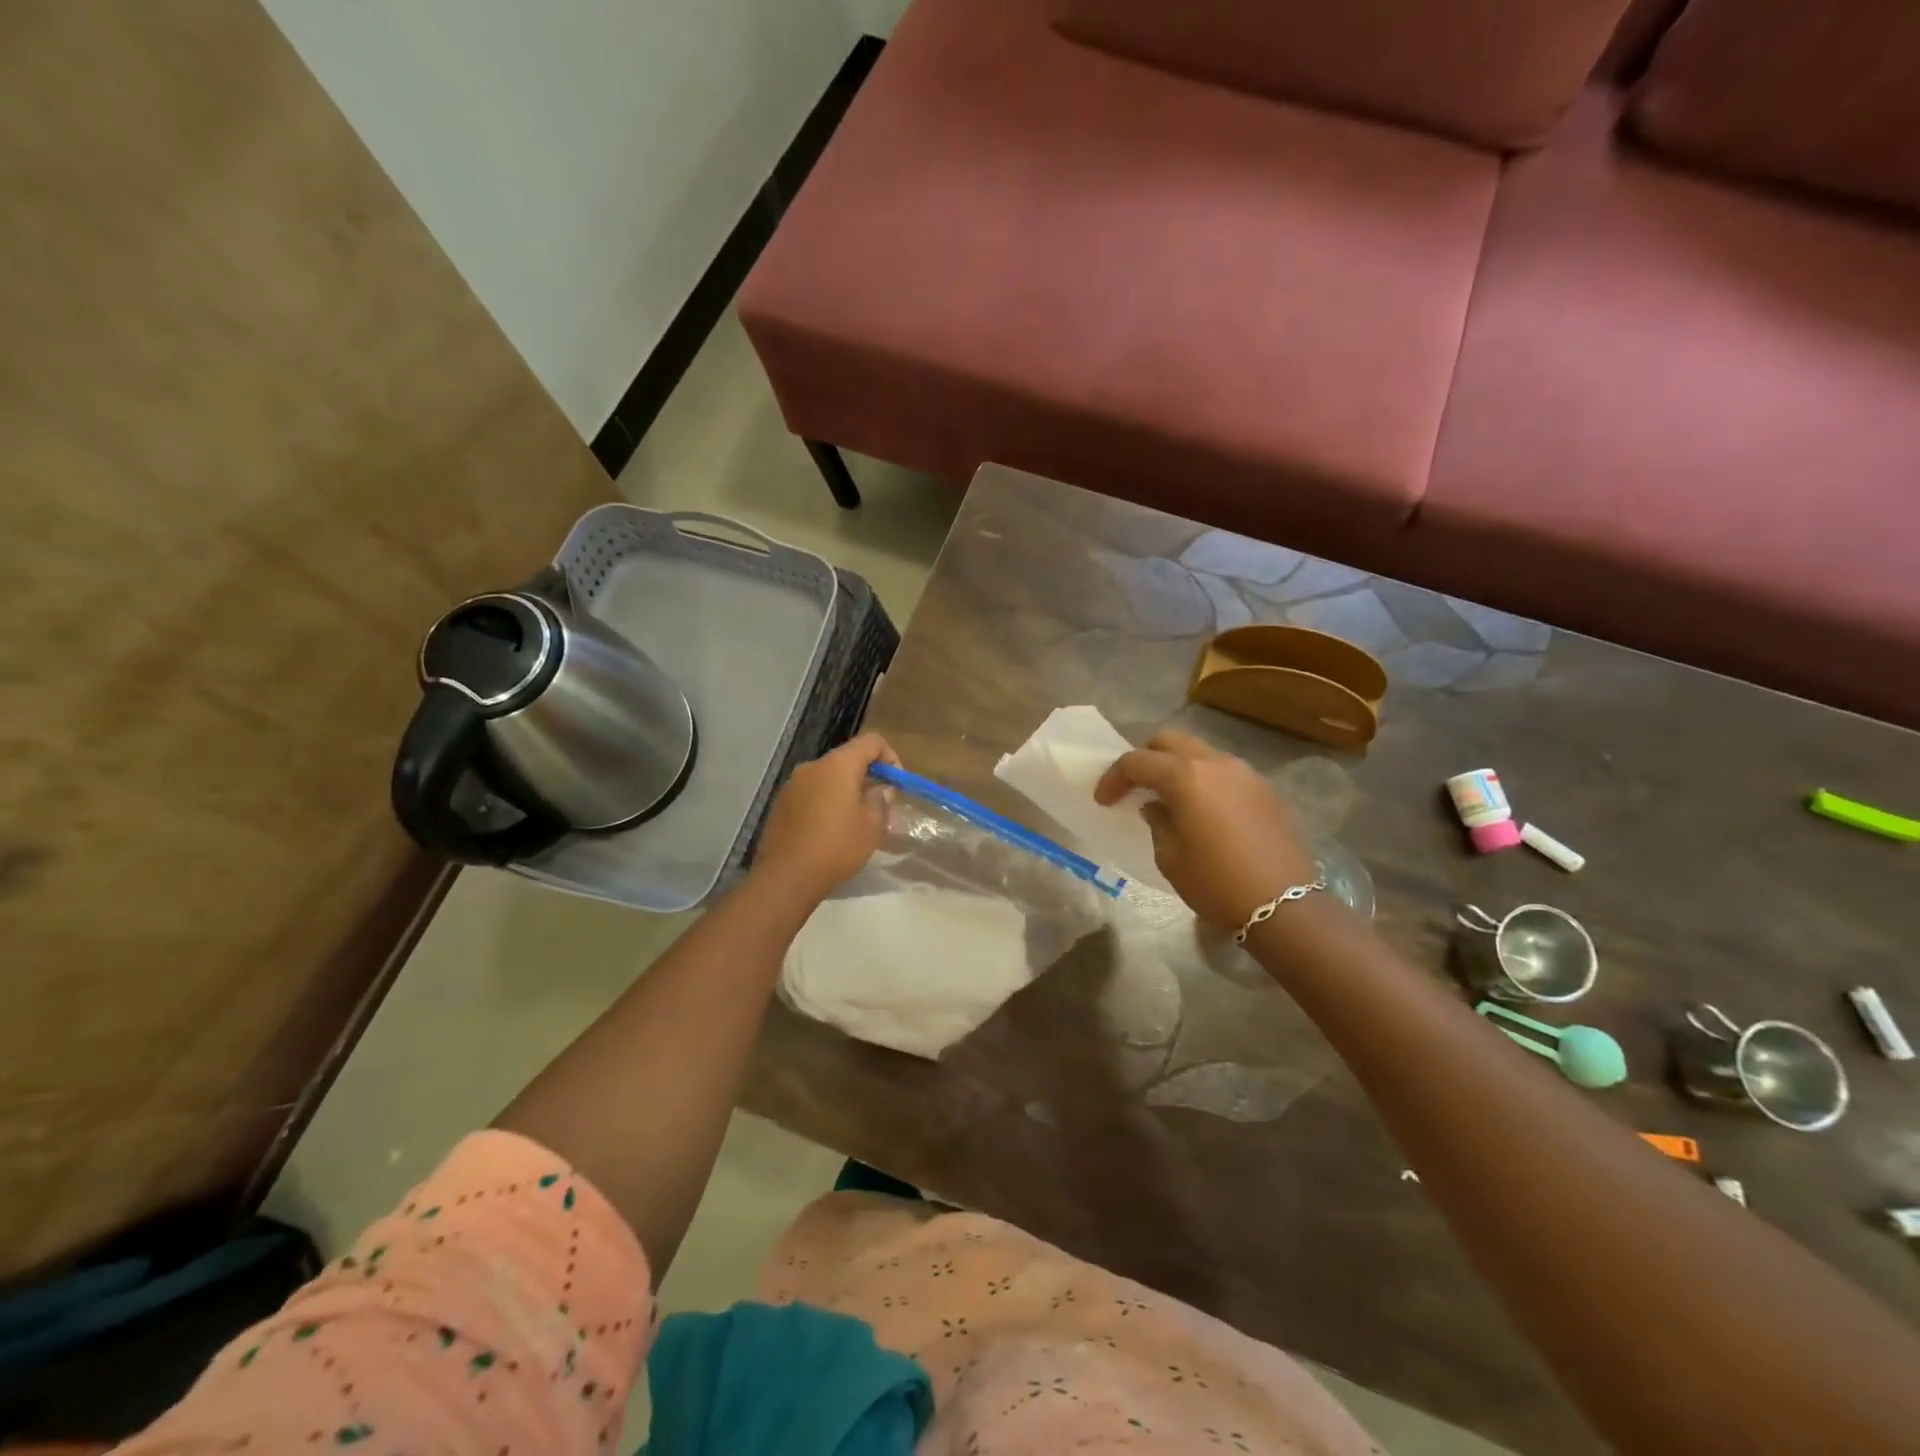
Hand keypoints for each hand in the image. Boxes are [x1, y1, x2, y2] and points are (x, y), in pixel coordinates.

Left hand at [751, 732, 898, 904]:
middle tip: (879, 806)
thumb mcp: (872, 826)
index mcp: (838, 765)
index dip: (890, 756)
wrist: (786, 876)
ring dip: (846, 792)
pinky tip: (831, 831)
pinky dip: (826, 803)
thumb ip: (880, 800)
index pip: (871, 742)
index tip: (896, 784)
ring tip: (856, 822)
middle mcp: (813, 766)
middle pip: (847, 760)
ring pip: (828, 778)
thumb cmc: (836, 847)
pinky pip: (812, 793)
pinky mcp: (781, 804)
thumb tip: (879, 789)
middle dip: (867, 778)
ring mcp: (792, 785)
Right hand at [1094, 730, 1317, 930]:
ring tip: (1167, 797)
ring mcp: (1244, 773)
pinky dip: (1203, 779)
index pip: (1137, 762)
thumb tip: (1157, 806)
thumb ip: (1157, 821)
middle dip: (1145, 758)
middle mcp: (1215, 763)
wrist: (1283, 905)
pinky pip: (1223, 771)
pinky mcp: (1264, 789)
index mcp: (1185, 777)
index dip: (1114, 778)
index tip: (1103, 800)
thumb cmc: (1216, 883)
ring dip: (1176, 766)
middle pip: (1169, 741)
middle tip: (1134, 786)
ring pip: (1199, 752)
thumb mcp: (1170, 857)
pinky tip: (1201, 809)